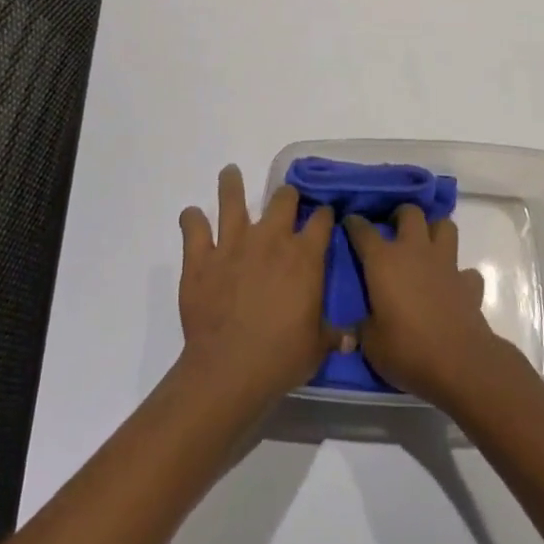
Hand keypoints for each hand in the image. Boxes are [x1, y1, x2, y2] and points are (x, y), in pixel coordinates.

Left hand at [177, 165, 339, 406]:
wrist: (229, 370)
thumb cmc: (281, 358)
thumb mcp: (317, 347)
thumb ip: (334, 335)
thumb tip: (352, 338)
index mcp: (304, 256)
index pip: (321, 220)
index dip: (323, 215)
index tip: (323, 217)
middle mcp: (271, 239)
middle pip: (283, 199)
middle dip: (287, 197)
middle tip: (285, 201)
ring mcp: (233, 244)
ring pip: (233, 200)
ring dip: (232, 185)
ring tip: (230, 173)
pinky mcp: (202, 258)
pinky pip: (193, 228)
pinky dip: (191, 220)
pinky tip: (191, 216)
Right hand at [344, 206, 510, 405]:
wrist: (458, 363)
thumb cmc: (407, 350)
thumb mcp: (371, 344)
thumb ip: (361, 328)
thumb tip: (355, 328)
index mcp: (384, 261)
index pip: (363, 231)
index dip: (354, 224)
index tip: (350, 222)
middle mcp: (415, 251)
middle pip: (410, 213)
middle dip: (401, 216)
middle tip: (394, 230)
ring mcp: (445, 263)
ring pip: (445, 226)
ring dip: (435, 232)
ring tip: (426, 247)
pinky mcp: (468, 283)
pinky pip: (466, 271)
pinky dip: (460, 276)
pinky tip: (452, 287)